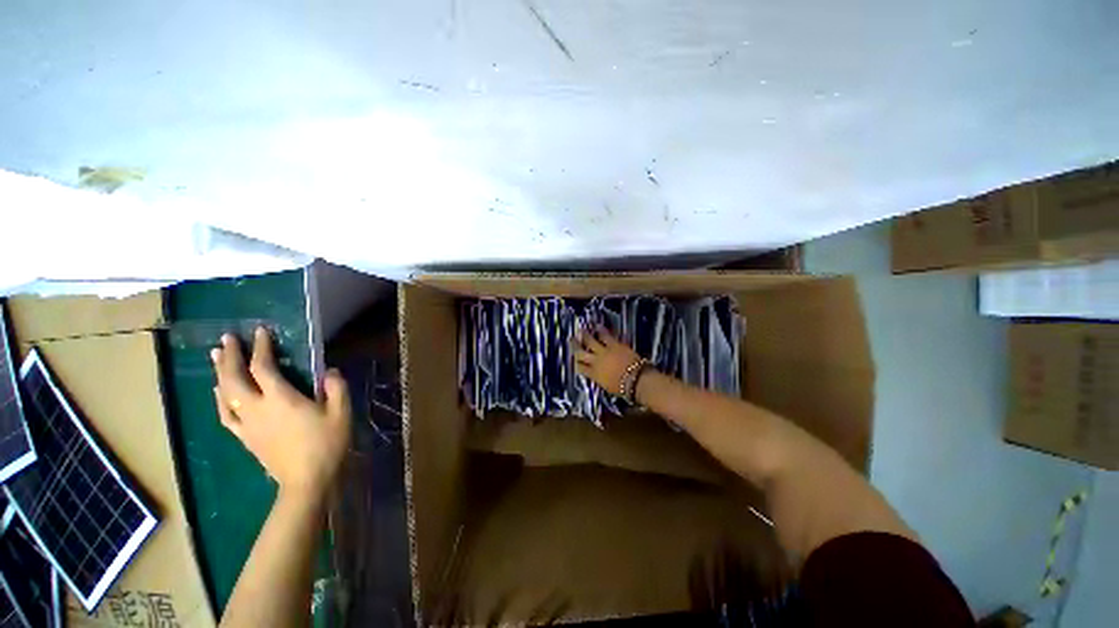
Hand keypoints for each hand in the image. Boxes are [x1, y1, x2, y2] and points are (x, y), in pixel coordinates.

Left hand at [211, 327, 350, 500]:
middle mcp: (257, 408)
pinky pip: (225, 414)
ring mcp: (247, 424)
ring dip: (219, 373)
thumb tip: (329, 370)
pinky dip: (219, 399)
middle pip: (235, 378)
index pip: (263, 367)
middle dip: (230, 356)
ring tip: (216, 357)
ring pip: (225, 394)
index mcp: (281, 399)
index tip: (260, 331)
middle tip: (227, 339)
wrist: (306, 480)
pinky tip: (218, 392)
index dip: (260, 347)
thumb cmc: (326, 444)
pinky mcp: (245, 437)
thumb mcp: (341, 412)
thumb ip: (336, 387)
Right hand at [573, 326, 641, 395]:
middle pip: (581, 352)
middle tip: (571, 340)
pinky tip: (598, 326)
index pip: (580, 368)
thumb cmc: (623, 388)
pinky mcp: (614, 344)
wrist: (635, 379)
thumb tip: (598, 375)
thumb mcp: (607, 387)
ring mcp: (604, 351)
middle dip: (575, 346)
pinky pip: (605, 335)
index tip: (575, 359)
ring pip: (590, 341)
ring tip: (581, 330)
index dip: (577, 363)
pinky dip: (601, 330)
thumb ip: (600, 379)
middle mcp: (595, 361)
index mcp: (593, 374)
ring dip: (585, 335)